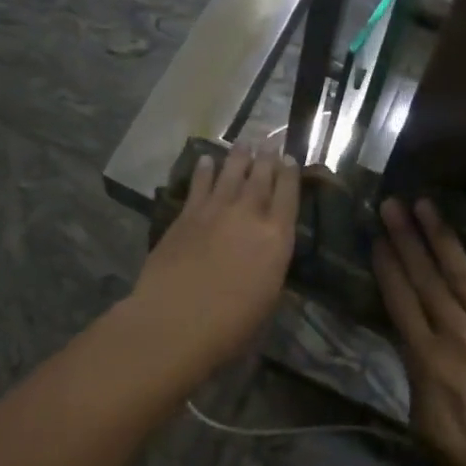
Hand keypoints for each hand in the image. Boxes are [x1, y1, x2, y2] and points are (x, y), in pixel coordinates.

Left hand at [125, 144, 299, 372]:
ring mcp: (215, 211)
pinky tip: (206, 160)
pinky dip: (204, 170)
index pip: (288, 196)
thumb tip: (268, 251)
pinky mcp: (186, 215)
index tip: (290, 158)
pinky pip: (199, 185)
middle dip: (267, 157)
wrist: (176, 320)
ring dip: (238, 157)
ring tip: (244, 142)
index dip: (290, 174)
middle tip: (270, 140)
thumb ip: (270, 266)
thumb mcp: (267, 298)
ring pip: (230, 174)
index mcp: (276, 238)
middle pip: (260, 178)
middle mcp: (248, 215)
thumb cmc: (230, 325)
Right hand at [373, 199, 465, 465]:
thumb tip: (408, 341)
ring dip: (443, 236)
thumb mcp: (425, 430)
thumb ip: (414, 379)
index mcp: (429, 361)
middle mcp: (459, 336)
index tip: (375, 235)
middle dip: (406, 238)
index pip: (400, 301)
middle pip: (426, 278)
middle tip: (392, 202)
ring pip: (463, 273)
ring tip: (428, 203)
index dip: (386, 266)